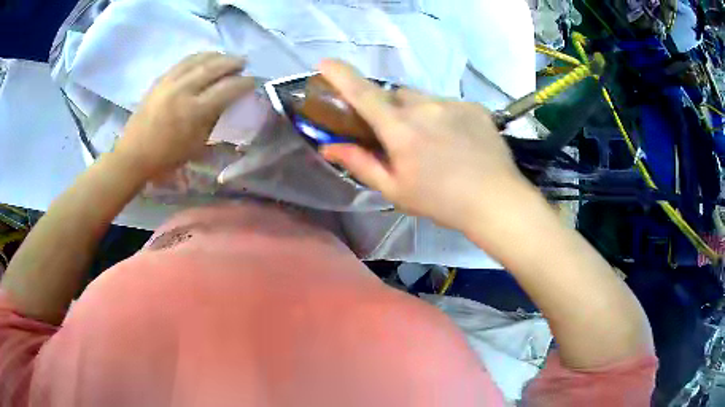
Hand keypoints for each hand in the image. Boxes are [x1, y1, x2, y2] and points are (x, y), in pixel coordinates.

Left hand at [115, 52, 254, 177]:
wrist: (133, 155)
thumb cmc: (166, 158)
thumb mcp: (196, 145)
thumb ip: (213, 121)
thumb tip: (227, 104)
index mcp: (194, 111)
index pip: (226, 89)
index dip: (243, 83)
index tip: (253, 81)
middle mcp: (183, 90)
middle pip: (214, 67)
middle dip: (232, 62)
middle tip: (243, 63)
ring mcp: (170, 82)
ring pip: (198, 59)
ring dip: (216, 55)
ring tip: (225, 57)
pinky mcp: (160, 80)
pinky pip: (183, 61)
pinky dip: (198, 57)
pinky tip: (204, 58)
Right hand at [319, 60, 535, 232]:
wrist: (496, 200)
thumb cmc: (441, 201)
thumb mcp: (395, 190)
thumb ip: (360, 164)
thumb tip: (329, 147)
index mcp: (401, 130)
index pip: (363, 94)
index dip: (341, 76)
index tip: (325, 63)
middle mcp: (425, 108)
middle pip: (395, 95)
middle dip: (389, 109)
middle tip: (398, 135)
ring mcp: (452, 104)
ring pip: (422, 98)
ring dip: (417, 113)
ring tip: (434, 141)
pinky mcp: (474, 106)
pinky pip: (448, 104)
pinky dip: (443, 116)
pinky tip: (456, 140)